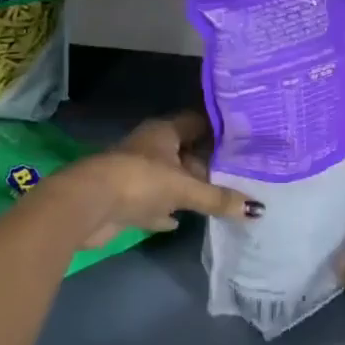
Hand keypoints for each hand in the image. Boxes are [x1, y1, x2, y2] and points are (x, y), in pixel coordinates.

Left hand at [63, 111, 254, 248]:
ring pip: (170, 178)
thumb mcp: (184, 188)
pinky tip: (181, 222)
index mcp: (164, 131)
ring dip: (188, 189)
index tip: (244, 139)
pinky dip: (166, 211)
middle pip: (185, 152)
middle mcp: (151, 147)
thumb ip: (218, 198)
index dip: (219, 130)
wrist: (88, 206)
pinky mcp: (126, 200)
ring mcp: (136, 173)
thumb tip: (256, 209)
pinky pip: (154, 203)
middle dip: (208, 165)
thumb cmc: (139, 181)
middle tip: (239, 175)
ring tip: (220, 199)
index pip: (198, 122)